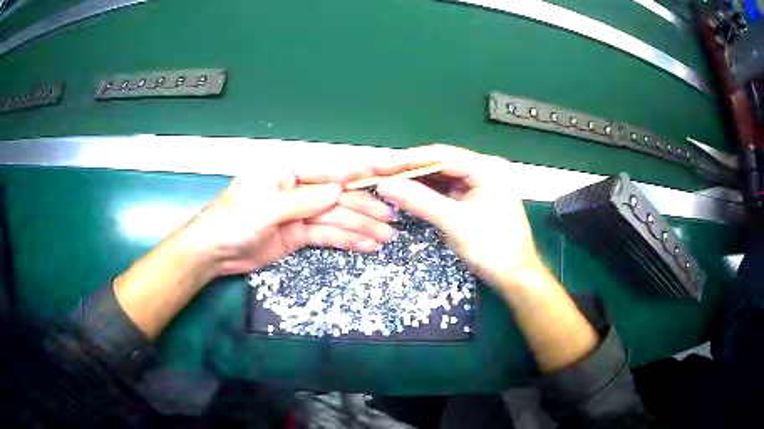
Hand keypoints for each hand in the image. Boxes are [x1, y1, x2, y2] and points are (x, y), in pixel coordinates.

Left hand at [185, 168, 395, 275]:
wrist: (214, 252)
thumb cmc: (233, 220)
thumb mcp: (267, 208)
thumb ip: (303, 200)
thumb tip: (338, 191)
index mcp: (287, 172)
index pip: (329, 169)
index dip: (358, 170)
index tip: (388, 169)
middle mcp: (297, 189)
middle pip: (337, 197)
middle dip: (364, 208)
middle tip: (391, 220)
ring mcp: (299, 213)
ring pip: (336, 218)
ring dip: (361, 227)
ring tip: (386, 237)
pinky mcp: (298, 235)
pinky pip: (327, 235)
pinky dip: (346, 240)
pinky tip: (366, 245)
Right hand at [375, 145, 597, 371]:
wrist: (516, 277)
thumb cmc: (492, 249)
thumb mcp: (455, 223)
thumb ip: (420, 201)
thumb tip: (385, 185)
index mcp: (486, 168)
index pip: (441, 155)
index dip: (407, 159)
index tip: (380, 166)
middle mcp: (485, 169)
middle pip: (440, 162)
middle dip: (410, 169)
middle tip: (379, 173)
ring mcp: (481, 183)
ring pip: (442, 176)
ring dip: (416, 180)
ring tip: (388, 182)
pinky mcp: (476, 197)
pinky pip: (447, 189)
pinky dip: (427, 192)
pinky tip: (408, 193)